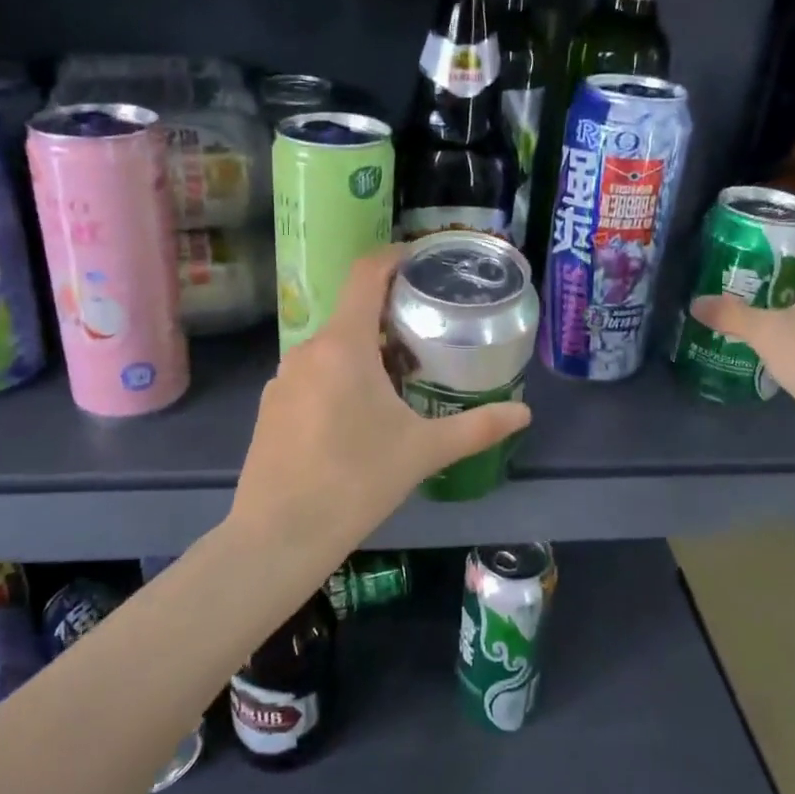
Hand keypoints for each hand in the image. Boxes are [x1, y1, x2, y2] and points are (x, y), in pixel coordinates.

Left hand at [229, 246, 532, 561]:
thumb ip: (477, 427)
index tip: (422, 260)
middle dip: (391, 318)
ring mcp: (283, 380)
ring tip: (399, 380)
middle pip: (353, 314)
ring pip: (332, 348)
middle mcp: (307, 351)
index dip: (395, 257)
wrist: (277, 536)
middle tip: (428, 337)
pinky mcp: (270, 408)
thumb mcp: (423, 451)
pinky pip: (312, 376)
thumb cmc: (355, 481)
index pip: (366, 275)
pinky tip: (357, 419)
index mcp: (344, 346)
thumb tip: (524, 413)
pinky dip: (339, 378)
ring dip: (365, 352)